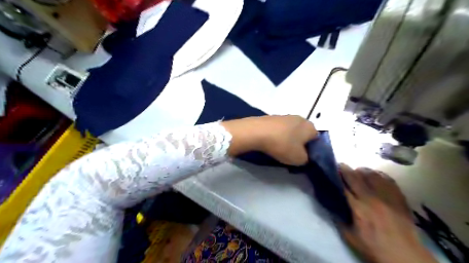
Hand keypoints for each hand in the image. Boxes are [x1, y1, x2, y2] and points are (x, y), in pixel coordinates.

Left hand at [221, 115, 316, 165]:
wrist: (257, 131)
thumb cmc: (282, 145)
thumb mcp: (299, 159)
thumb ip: (307, 159)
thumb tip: (304, 156)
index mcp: (310, 127)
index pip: (316, 139)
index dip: (311, 150)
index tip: (302, 157)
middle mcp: (300, 118)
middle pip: (303, 134)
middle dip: (299, 144)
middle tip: (291, 154)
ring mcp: (286, 116)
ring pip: (291, 131)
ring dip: (287, 139)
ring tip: (279, 148)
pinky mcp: (273, 117)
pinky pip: (279, 129)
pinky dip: (277, 135)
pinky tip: (271, 142)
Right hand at [340, 164, 437, 262]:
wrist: (405, 255)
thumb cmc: (374, 247)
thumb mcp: (350, 237)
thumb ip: (338, 218)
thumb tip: (331, 203)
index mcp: (359, 209)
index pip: (343, 187)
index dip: (336, 176)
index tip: (330, 170)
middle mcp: (372, 199)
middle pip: (356, 177)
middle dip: (345, 169)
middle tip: (340, 166)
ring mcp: (388, 197)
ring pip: (372, 174)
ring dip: (361, 171)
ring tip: (357, 171)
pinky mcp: (399, 197)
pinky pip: (387, 179)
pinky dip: (378, 174)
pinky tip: (374, 176)